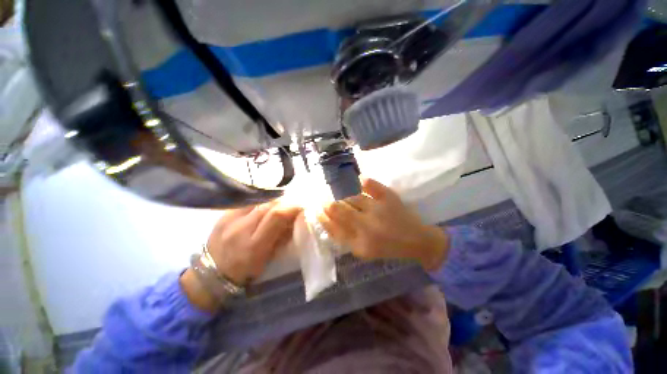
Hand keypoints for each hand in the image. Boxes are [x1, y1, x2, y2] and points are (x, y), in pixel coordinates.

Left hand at [181, 201, 300, 311]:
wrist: (208, 274)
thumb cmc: (243, 272)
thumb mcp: (266, 259)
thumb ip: (281, 238)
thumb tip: (294, 219)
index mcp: (253, 246)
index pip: (276, 216)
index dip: (292, 207)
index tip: (302, 206)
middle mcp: (240, 228)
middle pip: (269, 204)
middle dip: (285, 202)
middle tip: (293, 204)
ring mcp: (229, 218)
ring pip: (259, 200)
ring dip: (274, 201)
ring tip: (281, 204)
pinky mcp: (224, 213)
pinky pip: (249, 201)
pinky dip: (261, 202)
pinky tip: (265, 206)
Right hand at [318, 178, 448, 270]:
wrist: (417, 241)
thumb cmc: (387, 247)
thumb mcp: (362, 250)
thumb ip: (344, 237)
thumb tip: (327, 220)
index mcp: (359, 244)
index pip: (332, 227)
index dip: (322, 216)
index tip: (316, 209)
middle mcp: (366, 226)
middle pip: (338, 209)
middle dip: (327, 203)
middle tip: (324, 200)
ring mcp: (377, 209)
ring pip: (350, 197)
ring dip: (343, 196)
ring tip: (340, 195)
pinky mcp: (388, 197)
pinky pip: (369, 183)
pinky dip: (362, 181)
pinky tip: (358, 181)